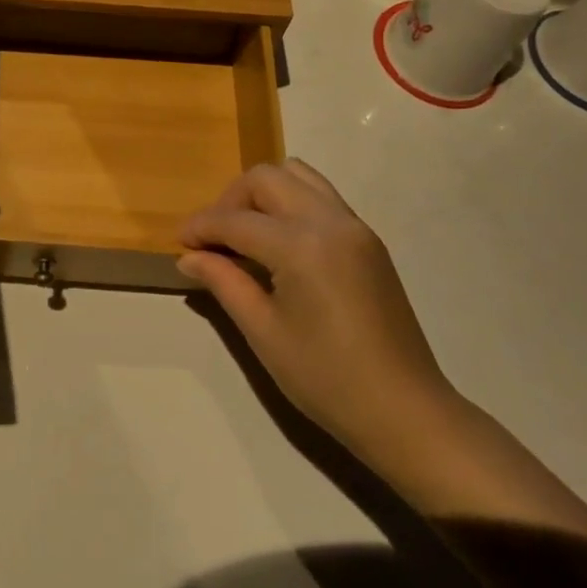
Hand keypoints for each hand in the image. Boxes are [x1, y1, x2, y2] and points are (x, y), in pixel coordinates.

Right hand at [177, 160, 457, 455]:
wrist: (406, 412)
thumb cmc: (327, 380)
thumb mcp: (263, 333)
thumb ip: (224, 282)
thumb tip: (189, 257)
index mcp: (301, 246)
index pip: (236, 219)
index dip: (201, 227)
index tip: (179, 242)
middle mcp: (329, 221)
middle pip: (266, 178)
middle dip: (231, 200)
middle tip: (214, 239)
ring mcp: (354, 225)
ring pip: (297, 175)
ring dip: (263, 193)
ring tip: (247, 233)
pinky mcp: (368, 238)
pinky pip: (320, 195)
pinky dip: (291, 203)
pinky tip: (279, 243)